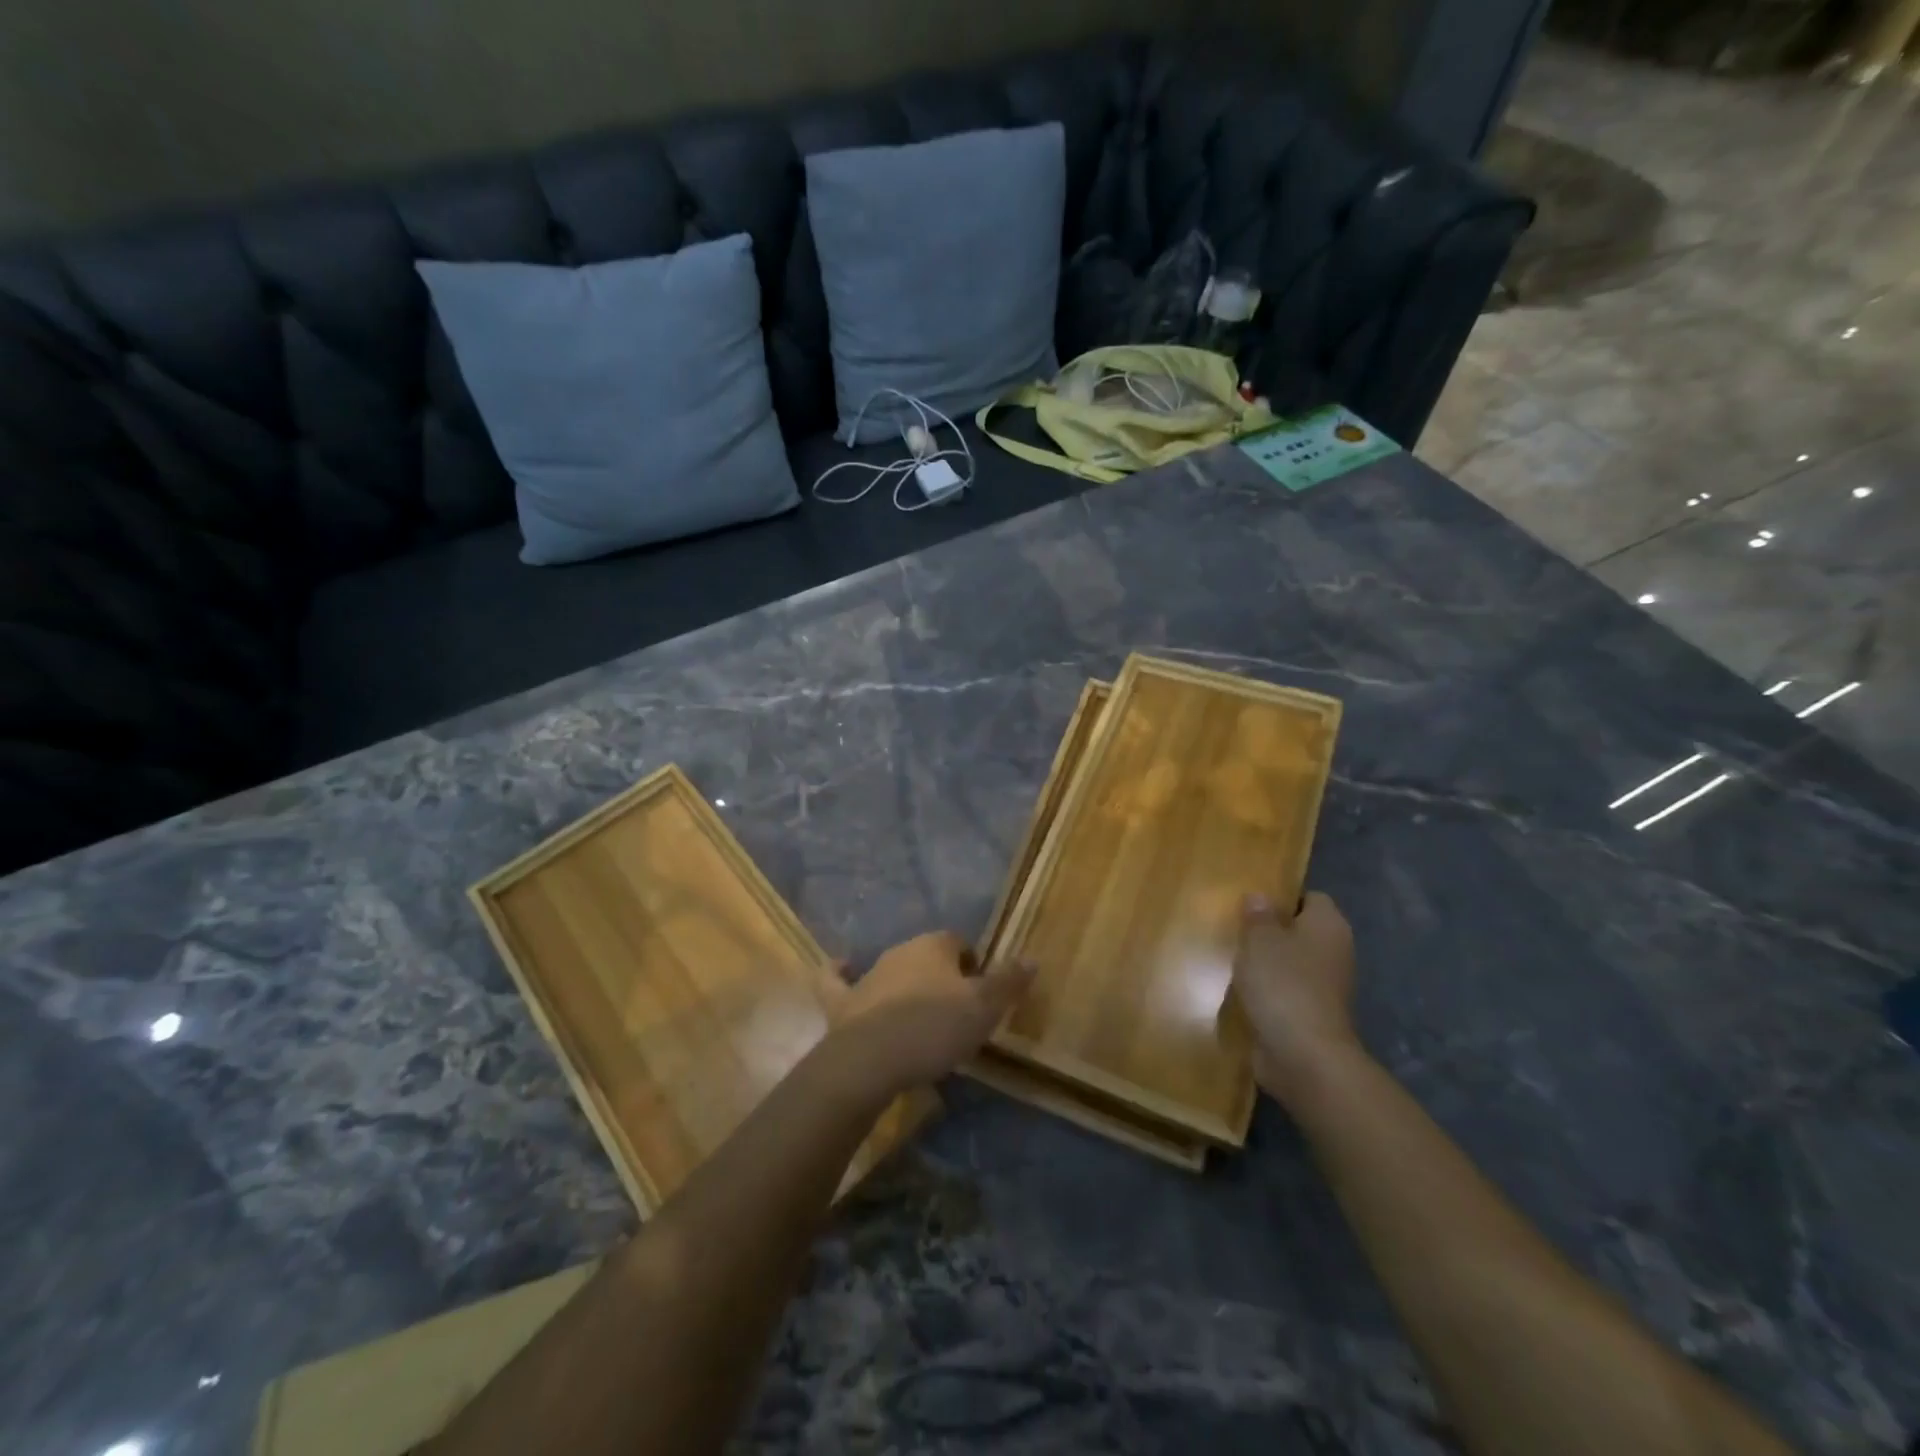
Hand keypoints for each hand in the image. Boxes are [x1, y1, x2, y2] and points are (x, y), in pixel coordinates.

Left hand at [833, 932, 1035, 1093]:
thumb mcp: (984, 1009)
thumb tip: (1031, 957)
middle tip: (955, 1010)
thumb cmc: (934, 1028)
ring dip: (905, 985)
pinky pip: (838, 981)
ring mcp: (868, 975)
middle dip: (941, 976)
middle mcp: (900, 951)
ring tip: (920, 1017)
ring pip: (892, 970)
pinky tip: (841, 968)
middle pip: (927, 956)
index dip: (973, 965)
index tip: (981, 995)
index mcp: (934, 946)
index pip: (959, 943)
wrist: (870, 1060)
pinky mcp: (843, 1002)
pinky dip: (840, 974)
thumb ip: (1008, 982)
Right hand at [1233, 891, 1360, 1104]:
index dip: (1282, 897)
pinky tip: (1243, 992)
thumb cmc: (1283, 984)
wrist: (1304, 1055)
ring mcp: (1326, 987)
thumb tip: (1260, 897)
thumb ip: (1258, 915)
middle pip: (1300, 931)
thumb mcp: (1259, 940)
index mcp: (1328, 926)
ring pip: (1292, 963)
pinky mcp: (1312, 1014)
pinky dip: (1269, 991)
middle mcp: (1334, 952)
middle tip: (1236, 929)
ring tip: (1233, 960)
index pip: (1311, 897)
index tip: (1251, 904)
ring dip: (1267, 963)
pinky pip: (1287, 991)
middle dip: (1270, 931)